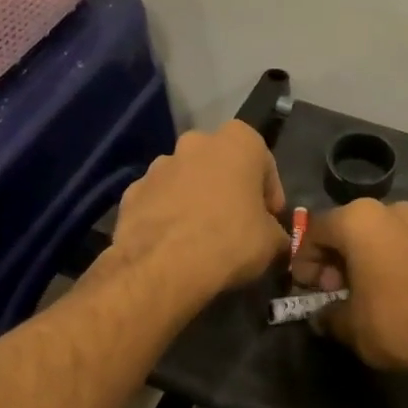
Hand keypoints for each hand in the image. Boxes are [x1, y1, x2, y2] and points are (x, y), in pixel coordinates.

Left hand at [110, 121, 289, 304]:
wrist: (163, 265)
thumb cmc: (229, 241)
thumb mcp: (271, 242)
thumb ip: (275, 232)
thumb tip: (274, 239)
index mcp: (237, 142)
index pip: (263, 161)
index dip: (269, 192)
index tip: (270, 217)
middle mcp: (195, 143)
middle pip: (220, 164)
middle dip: (228, 188)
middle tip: (236, 222)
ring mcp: (158, 165)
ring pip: (186, 179)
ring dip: (195, 199)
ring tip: (201, 235)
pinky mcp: (131, 191)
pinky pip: (159, 200)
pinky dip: (167, 215)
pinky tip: (173, 243)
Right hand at [293, 199, 407, 383]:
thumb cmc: (397, 322)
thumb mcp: (350, 326)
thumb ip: (329, 316)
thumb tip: (323, 318)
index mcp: (359, 220)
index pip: (316, 230)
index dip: (304, 260)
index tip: (304, 287)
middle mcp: (392, 210)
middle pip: (350, 229)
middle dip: (336, 258)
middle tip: (333, 291)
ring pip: (381, 236)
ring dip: (366, 259)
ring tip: (365, 294)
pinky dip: (394, 263)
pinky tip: (396, 294)